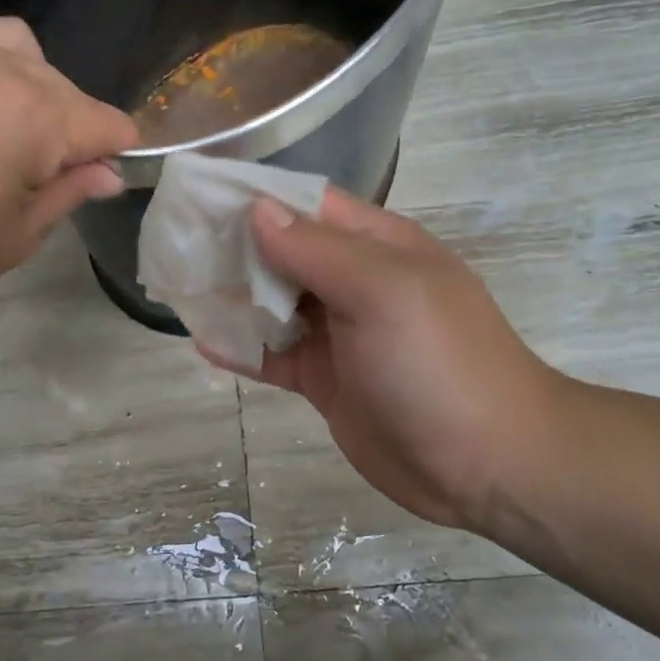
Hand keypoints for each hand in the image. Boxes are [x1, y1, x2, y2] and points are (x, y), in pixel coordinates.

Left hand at [0, 0, 138, 322]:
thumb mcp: (17, 237)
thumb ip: (69, 193)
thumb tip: (109, 173)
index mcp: (36, 116)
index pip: (104, 123)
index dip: (112, 152)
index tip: (103, 175)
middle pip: (60, 84)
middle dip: (67, 126)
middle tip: (40, 173)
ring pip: (9, 39)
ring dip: (21, 76)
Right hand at [204, 188, 567, 533]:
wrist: (486, 464)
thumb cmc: (438, 363)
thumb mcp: (383, 291)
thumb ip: (317, 249)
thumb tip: (257, 210)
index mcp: (376, 246)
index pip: (306, 204)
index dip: (253, 197)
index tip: (196, 196)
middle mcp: (354, 282)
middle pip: (282, 253)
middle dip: (232, 248)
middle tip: (173, 247)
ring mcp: (339, 334)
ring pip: (272, 305)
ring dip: (231, 298)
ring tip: (176, 289)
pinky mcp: (325, 381)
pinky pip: (274, 356)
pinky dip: (241, 349)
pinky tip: (203, 343)